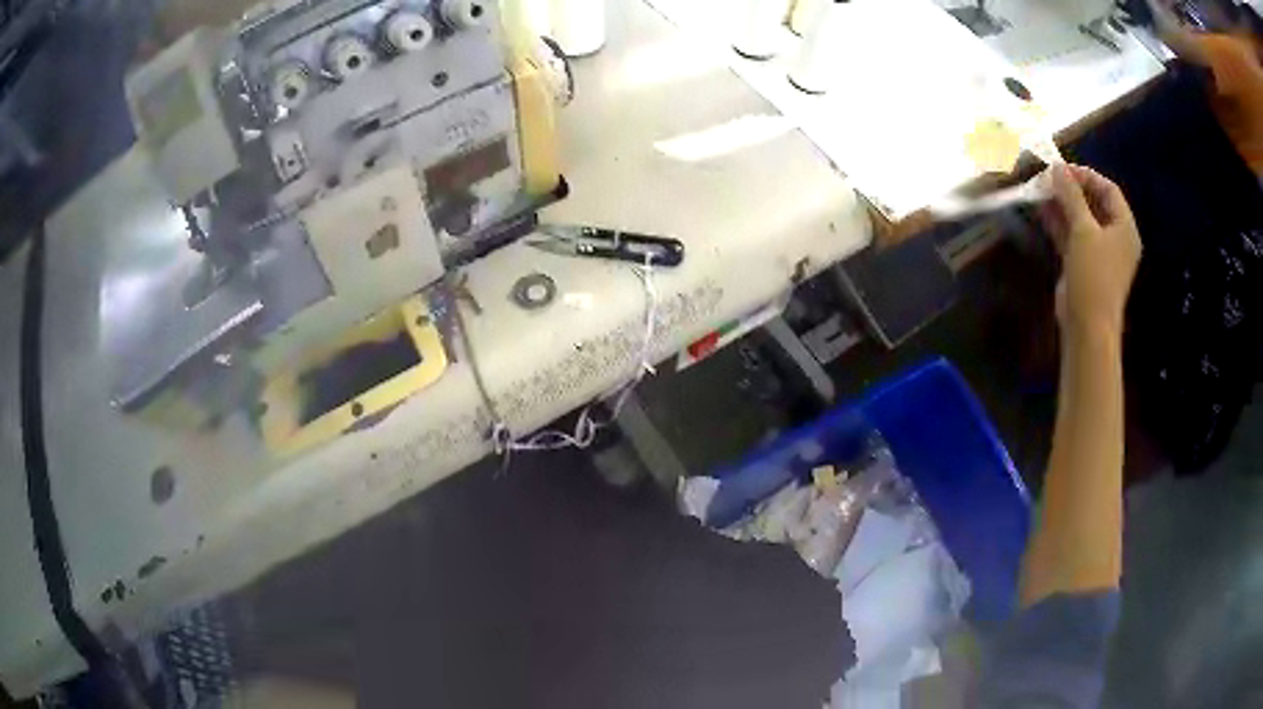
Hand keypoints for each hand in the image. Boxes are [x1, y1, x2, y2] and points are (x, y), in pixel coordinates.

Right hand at [1040, 164, 1141, 340]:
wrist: (1087, 327)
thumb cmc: (1093, 275)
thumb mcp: (1083, 230)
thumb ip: (1071, 196)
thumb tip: (1057, 168)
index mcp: (1124, 228)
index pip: (1108, 190)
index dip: (1086, 175)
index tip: (1063, 169)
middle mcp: (1115, 238)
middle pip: (1095, 203)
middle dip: (1071, 189)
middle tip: (1049, 179)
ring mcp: (1099, 253)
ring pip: (1081, 219)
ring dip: (1062, 205)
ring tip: (1041, 190)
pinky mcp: (1084, 265)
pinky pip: (1073, 236)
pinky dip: (1059, 223)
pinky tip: (1042, 211)